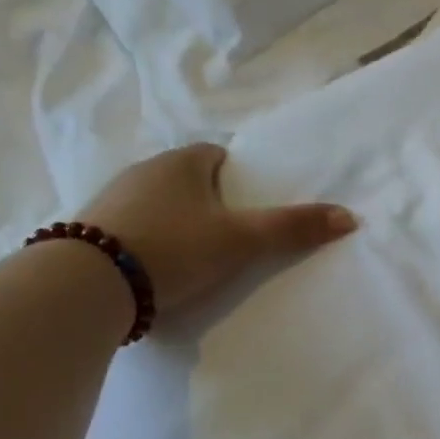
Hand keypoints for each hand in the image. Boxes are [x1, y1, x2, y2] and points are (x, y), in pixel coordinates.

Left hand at [81, 143, 356, 320]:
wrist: (90, 282)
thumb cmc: (175, 248)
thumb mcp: (241, 241)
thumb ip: (292, 229)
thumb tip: (349, 217)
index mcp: (180, 162)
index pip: (217, 156)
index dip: (239, 180)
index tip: (251, 209)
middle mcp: (143, 170)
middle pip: (188, 181)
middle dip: (209, 203)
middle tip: (231, 239)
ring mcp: (111, 199)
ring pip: (158, 205)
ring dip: (177, 224)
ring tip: (196, 259)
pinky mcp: (90, 230)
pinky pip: (132, 229)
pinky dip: (149, 243)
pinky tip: (158, 270)